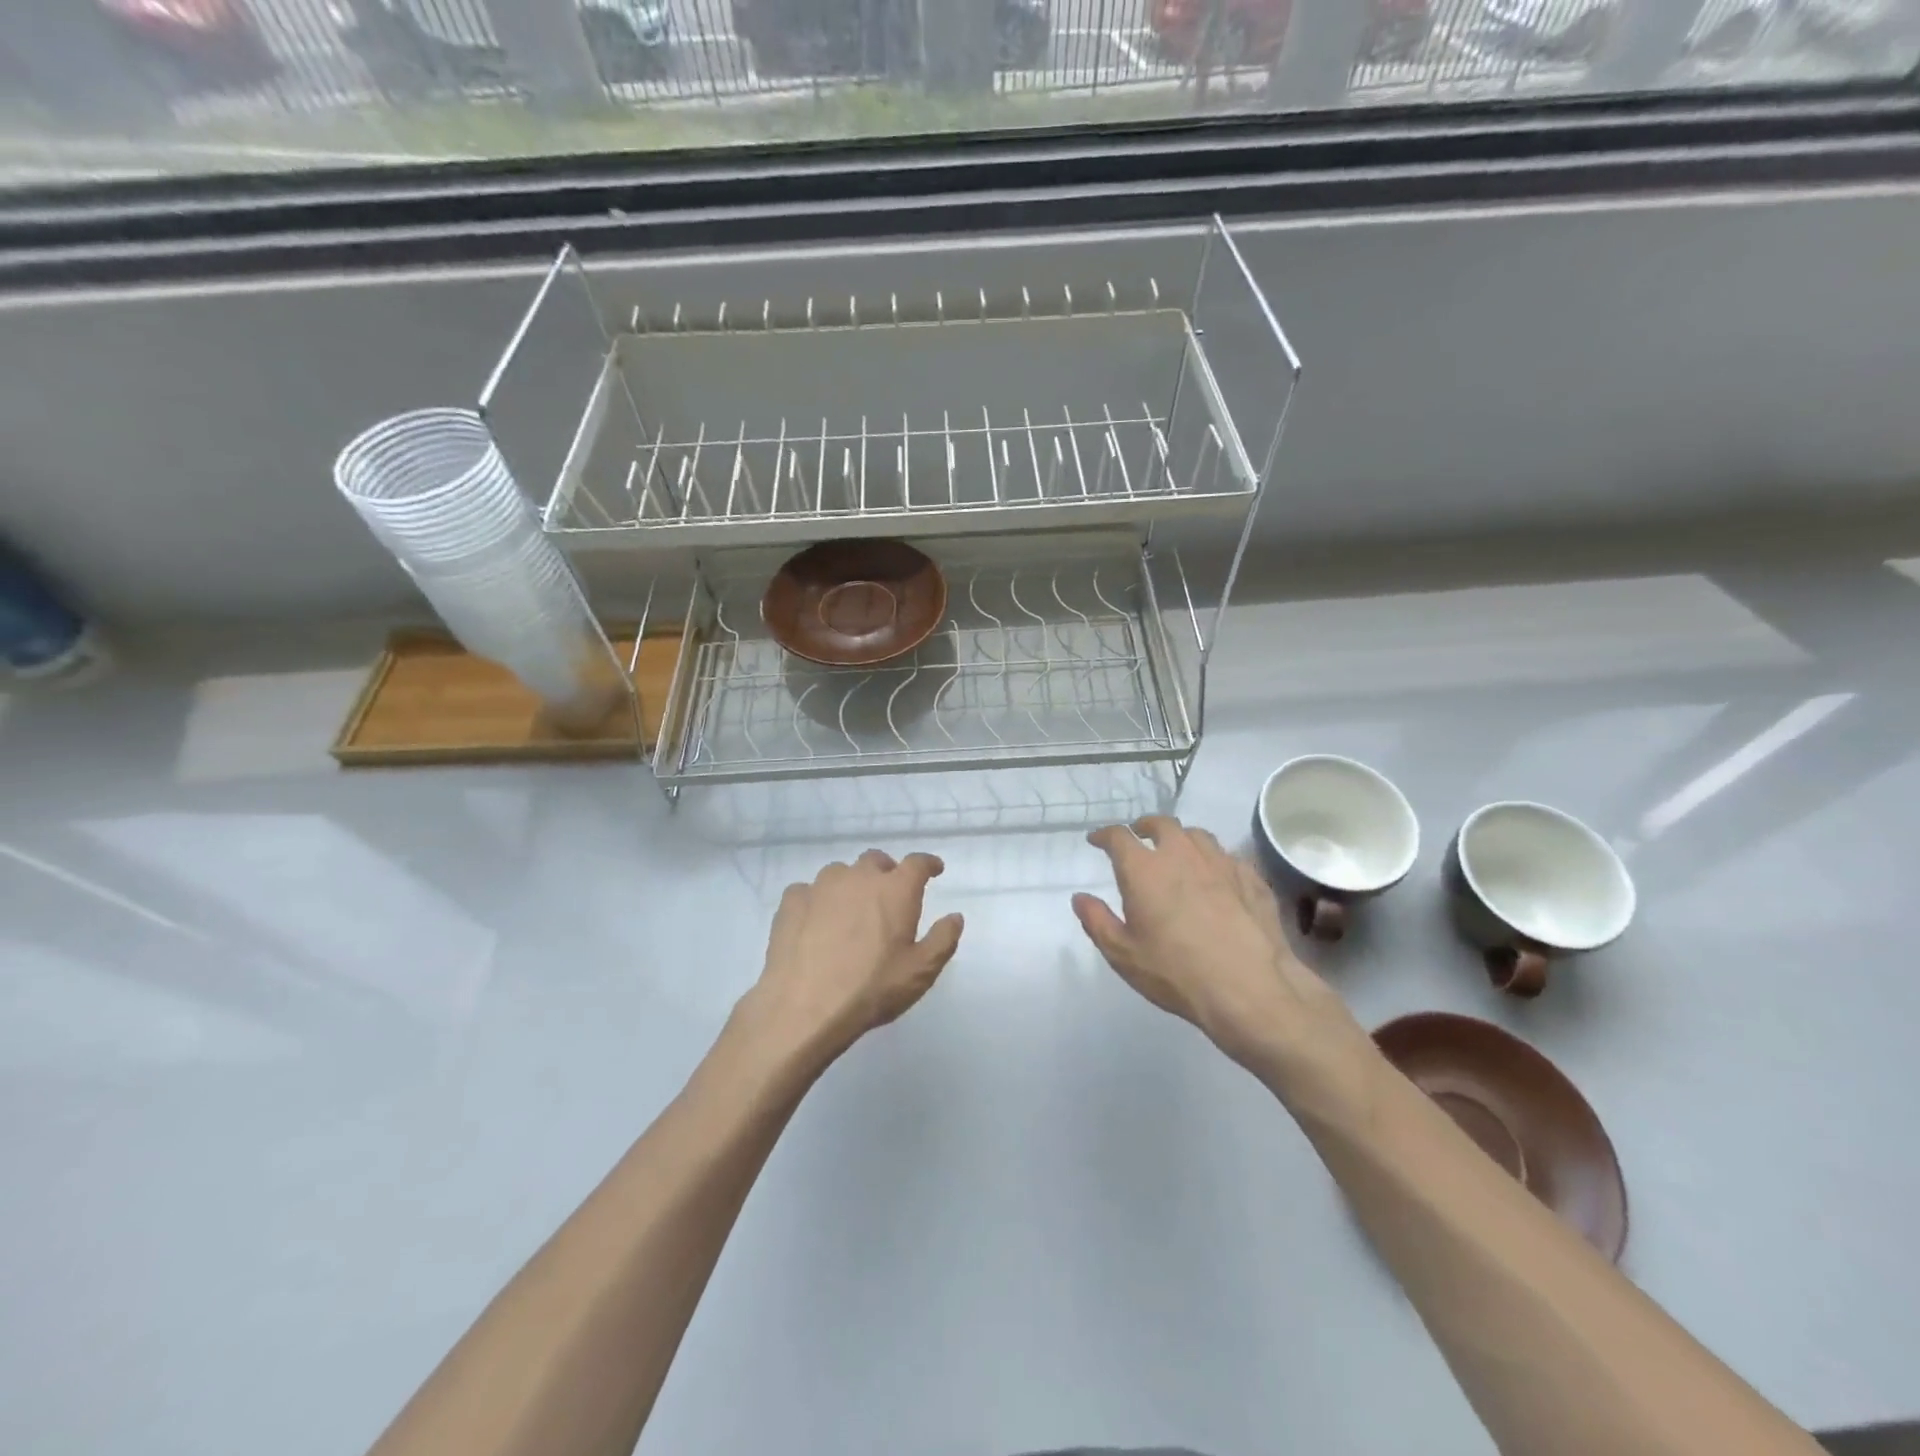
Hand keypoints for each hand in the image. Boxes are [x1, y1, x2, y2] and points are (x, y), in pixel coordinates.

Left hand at [741, 850, 963, 1071]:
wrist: (804, 1008)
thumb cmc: (871, 989)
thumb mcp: (920, 972)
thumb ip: (942, 939)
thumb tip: (955, 917)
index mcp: (895, 890)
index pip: (917, 863)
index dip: (928, 864)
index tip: (934, 870)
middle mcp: (859, 877)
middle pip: (876, 860)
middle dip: (886, 872)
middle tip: (889, 895)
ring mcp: (821, 886)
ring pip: (840, 873)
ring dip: (850, 885)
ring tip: (850, 911)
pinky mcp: (791, 901)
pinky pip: (809, 891)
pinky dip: (816, 901)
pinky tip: (815, 923)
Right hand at [1073, 817, 1377, 1105]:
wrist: (1249, 989)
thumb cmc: (1176, 973)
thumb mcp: (1123, 954)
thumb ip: (1097, 921)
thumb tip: (1080, 898)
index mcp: (1144, 869)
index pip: (1118, 837)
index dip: (1104, 835)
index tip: (1097, 840)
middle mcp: (1181, 854)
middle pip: (1162, 824)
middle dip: (1145, 826)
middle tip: (1139, 836)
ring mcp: (1221, 863)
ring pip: (1197, 835)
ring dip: (1181, 838)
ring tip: (1177, 852)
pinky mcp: (1251, 878)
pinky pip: (1228, 857)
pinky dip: (1214, 860)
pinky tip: (1216, 876)